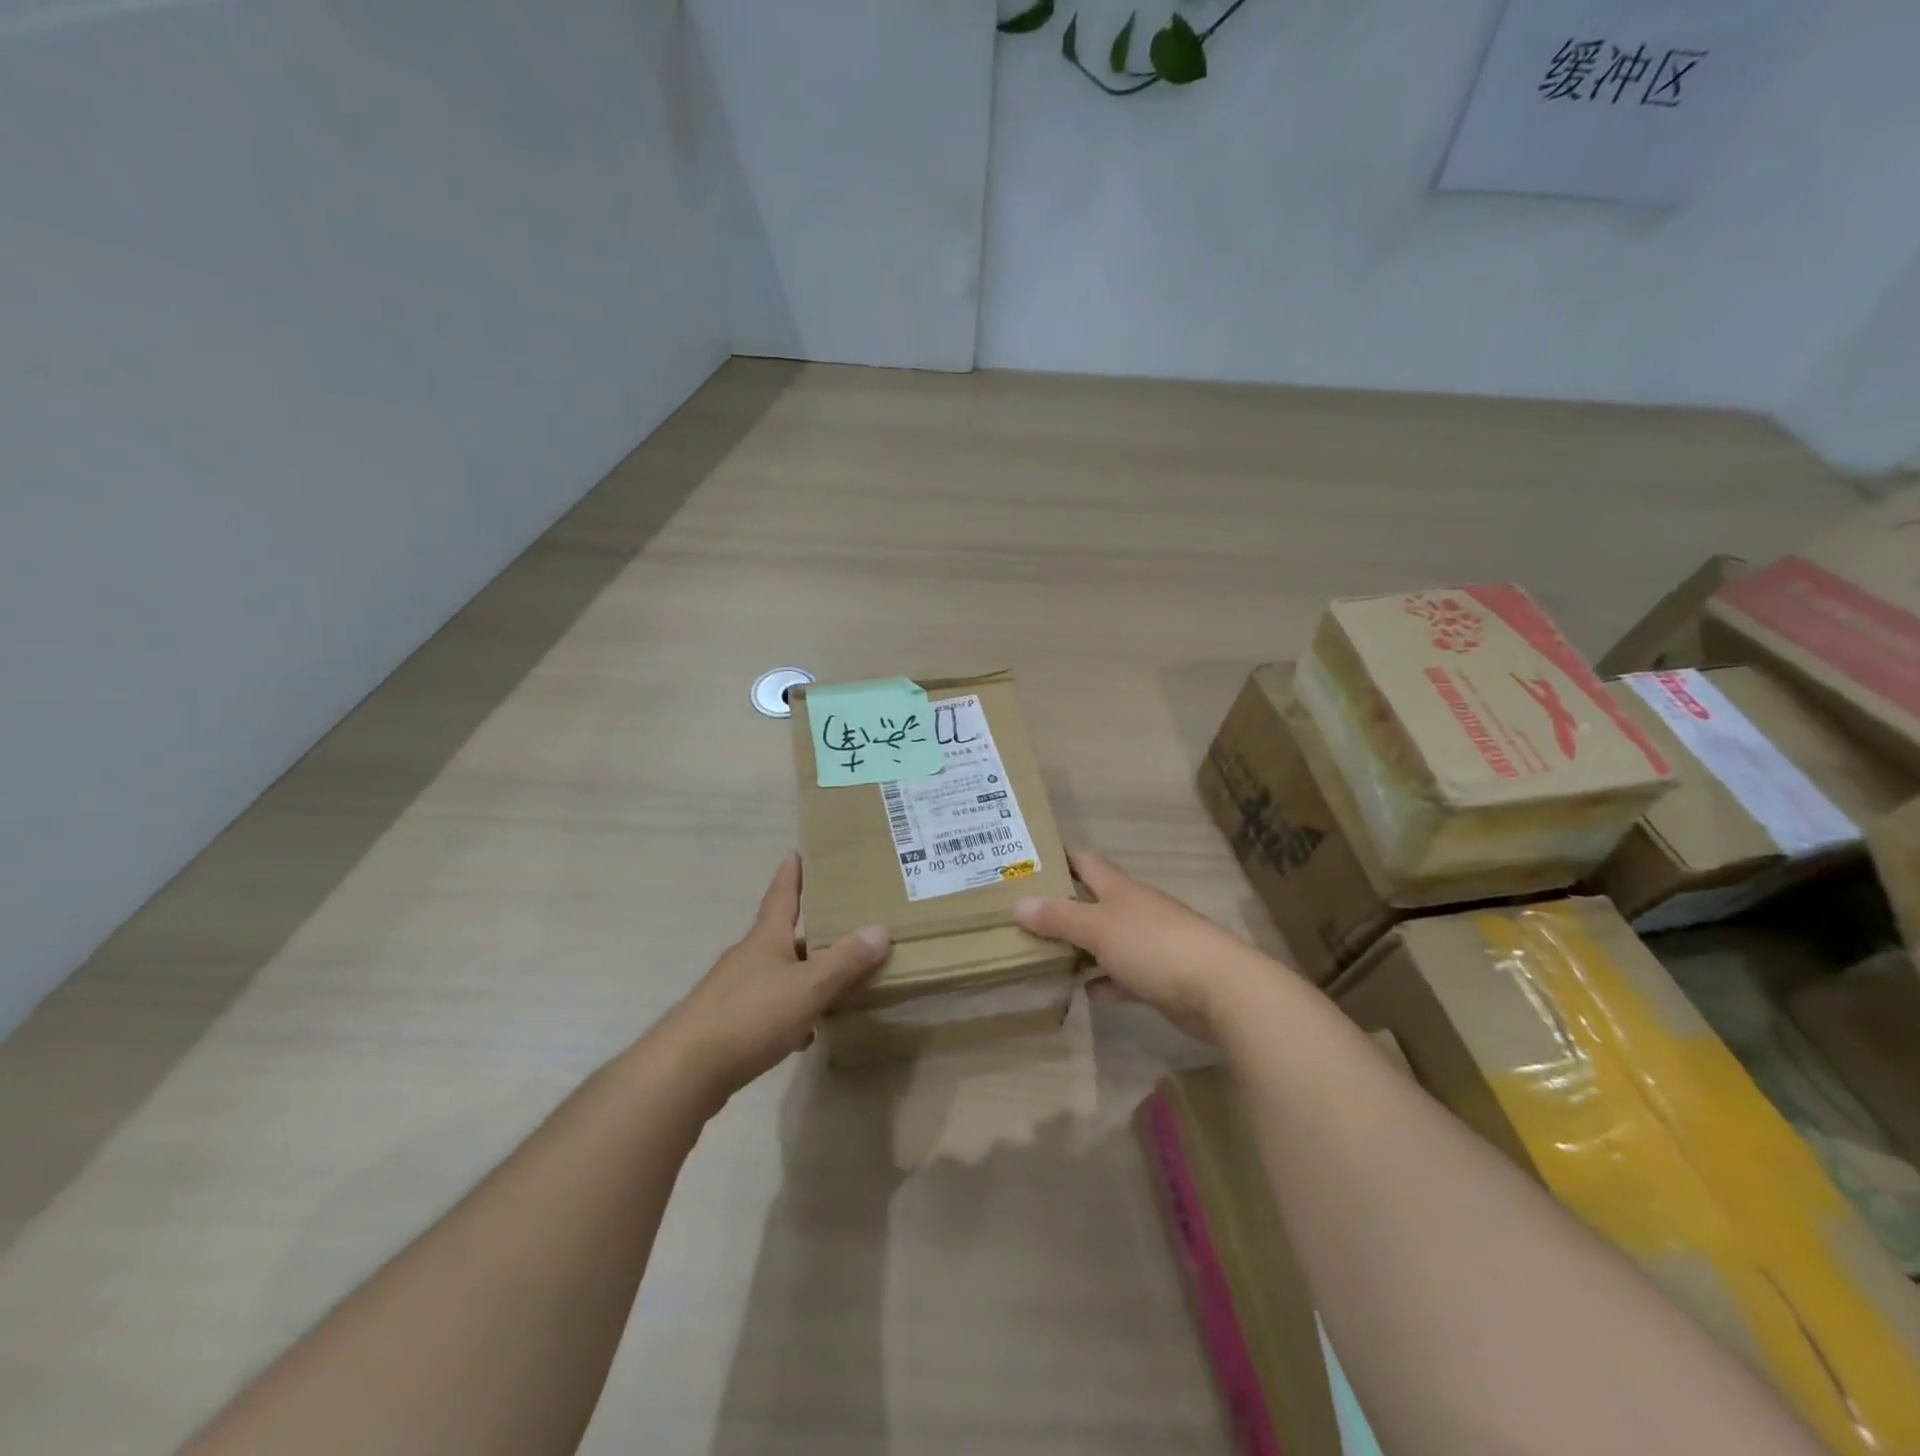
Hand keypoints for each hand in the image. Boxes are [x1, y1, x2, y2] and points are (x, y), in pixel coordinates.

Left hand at [657, 855, 889, 1105]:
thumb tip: (880, 929)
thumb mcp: (808, 987)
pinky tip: (806, 1034)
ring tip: (836, 983)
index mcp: (766, 939)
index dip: (791, 875)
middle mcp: (748, 958)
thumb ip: (845, 961)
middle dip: (811, 934)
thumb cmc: (750, 1016)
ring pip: (778, 975)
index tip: (795, 853)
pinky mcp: (728, 1025)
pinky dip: (791, 1014)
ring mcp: (734, 992)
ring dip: (804, 977)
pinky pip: (769, 1009)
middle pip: (784, 937)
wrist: (685, 1071)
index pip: (782, 895)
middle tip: (842, 927)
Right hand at [1013, 848, 1269, 1040]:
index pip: (1085, 861)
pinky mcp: (1160, 977)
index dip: (1060, 855)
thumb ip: (1059, 917)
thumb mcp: (1099, 928)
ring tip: (1041, 952)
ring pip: (1106, 939)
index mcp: (1120, 889)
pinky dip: (1104, 980)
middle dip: (1062, 904)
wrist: (1221, 989)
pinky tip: (1084, 990)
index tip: (1029, 856)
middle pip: (1093, 900)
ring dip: (1080, 945)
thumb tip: (1018, 902)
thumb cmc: (1155, 946)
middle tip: (1021, 911)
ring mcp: (1149, 943)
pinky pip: (1122, 975)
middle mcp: (1134, 910)